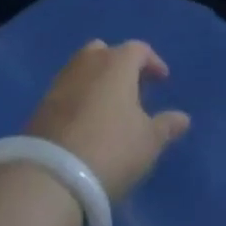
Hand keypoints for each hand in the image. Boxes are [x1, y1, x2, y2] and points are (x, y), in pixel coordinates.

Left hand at [25, 39, 190, 199]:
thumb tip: (183, 117)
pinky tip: (87, 122)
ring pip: (83, 69)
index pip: (138, 49)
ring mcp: (61, 81)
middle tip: (133, 89)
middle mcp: (87, 63)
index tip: (162, 80)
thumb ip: (166, 126)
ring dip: (98, 81)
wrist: (52, 175)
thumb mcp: (148, 142)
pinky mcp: (42, 103)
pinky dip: (80, 97)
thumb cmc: (112, 149)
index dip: (152, 62)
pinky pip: (68, 90)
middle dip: (120, 65)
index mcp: (116, 63)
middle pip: (105, 52)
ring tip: (110, 108)